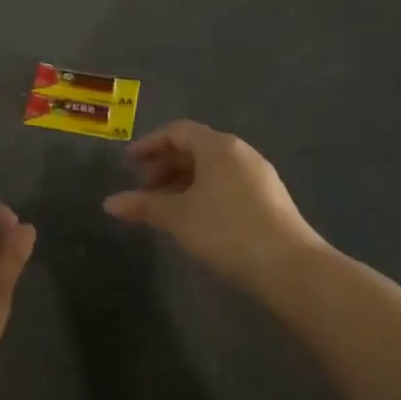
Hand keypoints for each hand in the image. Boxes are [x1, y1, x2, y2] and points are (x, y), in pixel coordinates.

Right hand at [104, 120, 325, 294]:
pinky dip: (205, 193)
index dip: (150, 144)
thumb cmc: (227, 230)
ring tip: (166, 208)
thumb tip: (109, 203)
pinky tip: (197, 219)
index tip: (129, 163)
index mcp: (218, 146)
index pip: (178, 131)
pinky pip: (228, 184)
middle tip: (144, 188)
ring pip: (212, 169)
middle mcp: (240, 153)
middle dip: (166, 165)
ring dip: (184, 182)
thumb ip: (143, 205)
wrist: (291, 268)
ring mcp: (260, 176)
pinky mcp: (271, 200)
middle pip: (196, 148)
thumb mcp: (178, 217)